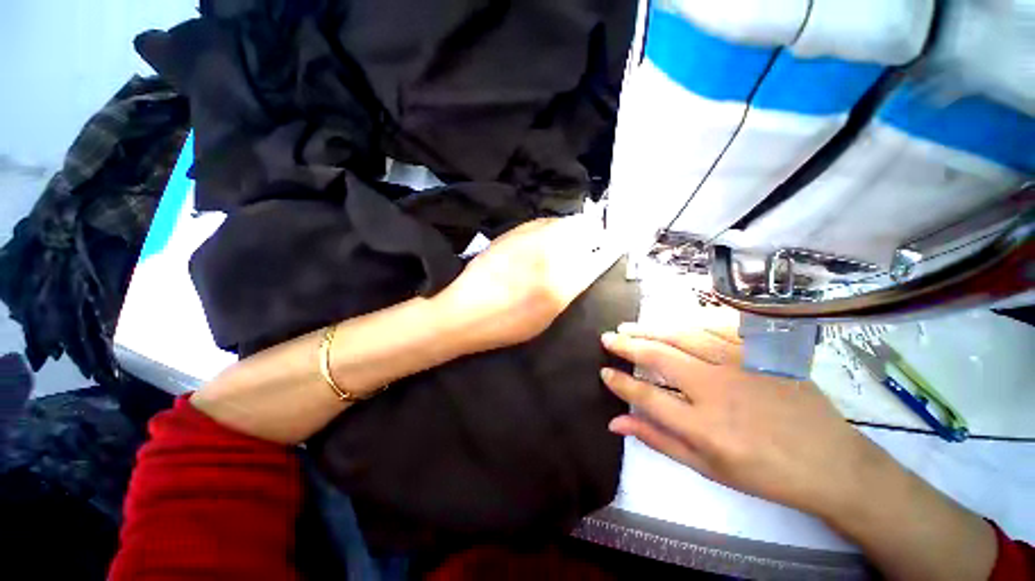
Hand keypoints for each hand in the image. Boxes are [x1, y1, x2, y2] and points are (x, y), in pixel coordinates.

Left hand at [436, 216, 616, 352]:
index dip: (608, 250)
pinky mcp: (512, 233)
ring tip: (574, 234)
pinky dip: (553, 225)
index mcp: (560, 285)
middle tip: (594, 239)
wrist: (464, 312)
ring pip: (563, 223)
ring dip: (574, 227)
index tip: (615, 246)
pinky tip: (550, 233)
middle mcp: (548, 256)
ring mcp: (529, 240)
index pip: (596, 259)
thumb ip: (568, 291)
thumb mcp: (546, 319)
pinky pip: (542, 222)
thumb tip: (583, 270)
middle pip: (582, 233)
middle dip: (592, 235)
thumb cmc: (506, 325)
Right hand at [599, 316, 892, 520]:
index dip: (619, 382)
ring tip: (629, 326)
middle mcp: (717, 390)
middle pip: (659, 357)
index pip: (646, 395)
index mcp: (704, 426)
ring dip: (650, 329)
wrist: (832, 462)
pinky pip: (716, 328)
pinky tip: (672, 323)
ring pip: (683, 336)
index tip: (604, 372)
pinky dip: (688, 323)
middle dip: (626, 345)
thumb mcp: (707, 469)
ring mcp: (741, 365)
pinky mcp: (760, 352)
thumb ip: (658, 440)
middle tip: (607, 338)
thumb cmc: (764, 473)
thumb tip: (616, 422)